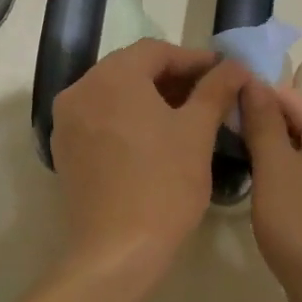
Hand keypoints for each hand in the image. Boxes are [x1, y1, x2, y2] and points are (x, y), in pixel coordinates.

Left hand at [50, 40, 248, 288]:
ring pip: (114, 95)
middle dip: (172, 78)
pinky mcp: (66, 151)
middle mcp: (80, 90)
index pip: (156, 51)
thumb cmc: (163, 185)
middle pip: (131, 69)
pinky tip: (156, 139)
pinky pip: (101, 119)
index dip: (194, 59)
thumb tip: (236, 66)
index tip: (224, 74)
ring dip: (151, 98)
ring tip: (187, 117)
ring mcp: (66, 122)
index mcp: (111, 77)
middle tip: (209, 94)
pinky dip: (128, 119)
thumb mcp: (197, 132)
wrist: (117, 251)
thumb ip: (216, 90)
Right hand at [239, 81, 301, 301]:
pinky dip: (289, 177)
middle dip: (261, 128)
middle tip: (222, 141)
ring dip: (273, 155)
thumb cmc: (301, 221)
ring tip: (239, 165)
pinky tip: (267, 193)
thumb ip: (262, 121)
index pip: (286, 96)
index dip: (250, 99)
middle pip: (298, 122)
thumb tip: (252, 82)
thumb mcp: (273, 166)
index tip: (216, 111)